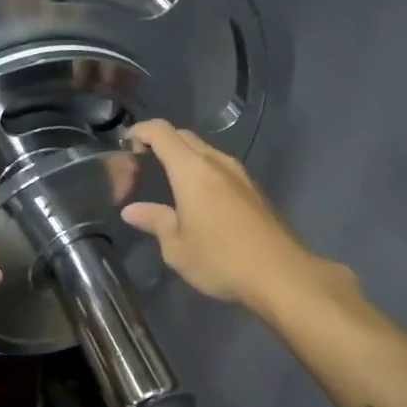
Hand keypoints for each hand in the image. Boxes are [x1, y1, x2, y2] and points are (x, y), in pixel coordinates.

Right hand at [122, 120, 352, 313]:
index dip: (140, 131)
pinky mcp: (254, 189)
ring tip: (167, 182)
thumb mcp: (176, 246)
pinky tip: (197, 199)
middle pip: (183, 136)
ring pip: (205, 151)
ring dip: (183, 157)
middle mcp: (216, 162)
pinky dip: (201, 171)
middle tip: (141, 166)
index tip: (125, 146)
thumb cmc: (220, 259)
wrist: (281, 274)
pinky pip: (220, 167)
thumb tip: (131, 211)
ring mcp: (240, 174)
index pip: (161, 132)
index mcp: (192, 170)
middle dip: (159, 143)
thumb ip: (154, 221)